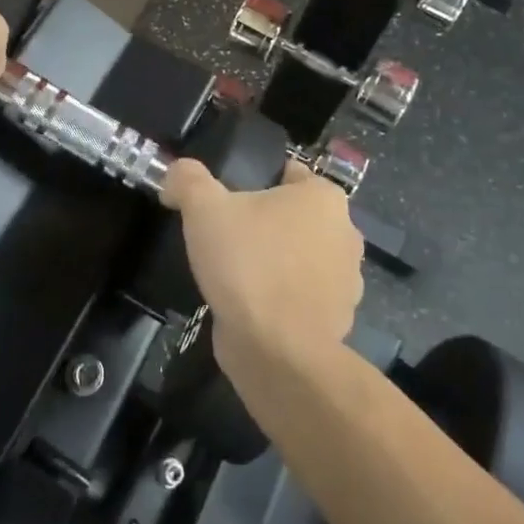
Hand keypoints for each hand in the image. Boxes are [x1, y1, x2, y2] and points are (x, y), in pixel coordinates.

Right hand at [159, 158, 363, 378]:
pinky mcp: (338, 318)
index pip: (288, 173)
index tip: (226, 202)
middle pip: (295, 216)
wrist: (278, 352)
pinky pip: (303, 296)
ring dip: (276, 263)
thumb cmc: (248, 265)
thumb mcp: (204, 209)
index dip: (254, 181)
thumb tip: (177, 171)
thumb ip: (188, 180)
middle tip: (227, 237)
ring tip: (237, 274)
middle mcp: (345, 232)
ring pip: (301, 257)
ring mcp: (347, 280)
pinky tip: (253, 306)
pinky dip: (283, 299)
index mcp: (324, 197)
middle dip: (265, 224)